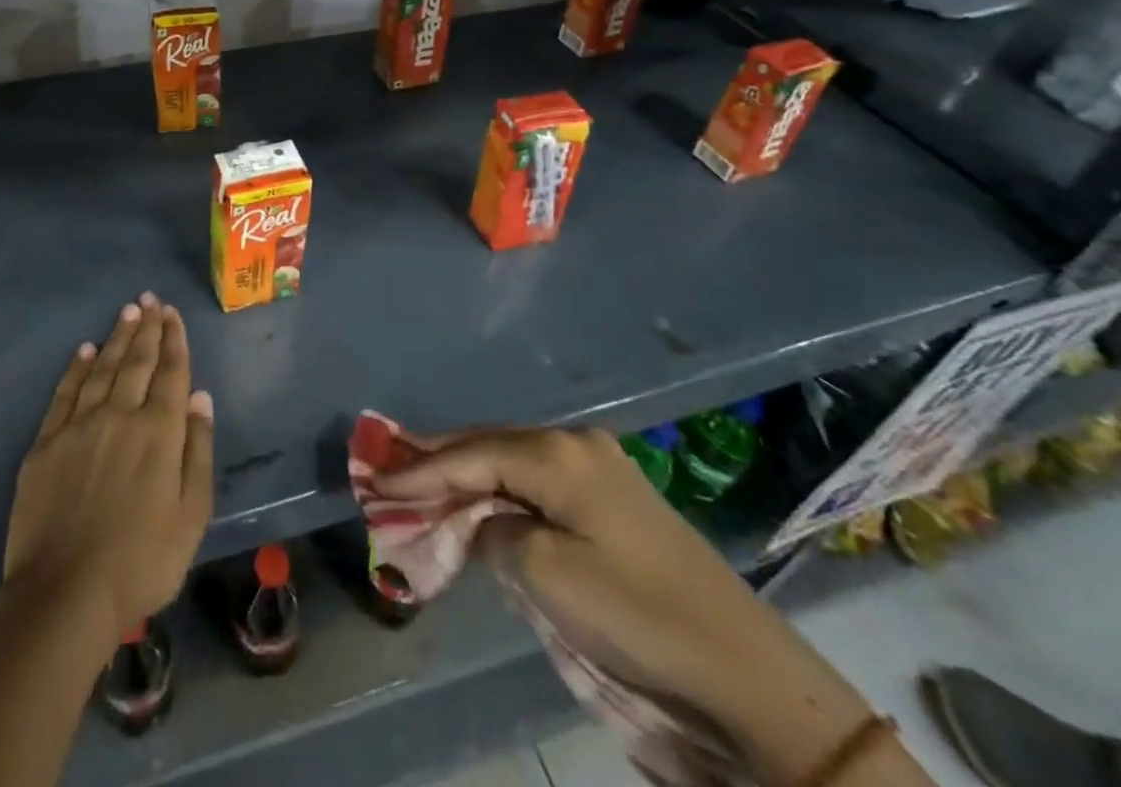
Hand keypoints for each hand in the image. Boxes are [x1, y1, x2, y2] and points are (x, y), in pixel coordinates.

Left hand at [2, 294, 214, 651]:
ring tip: (127, 312)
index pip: (170, 372)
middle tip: (150, 299)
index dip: (173, 340)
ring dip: (117, 338)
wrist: (64, 595)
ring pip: (103, 369)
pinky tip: (85, 350)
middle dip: (147, 328)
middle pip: (137, 362)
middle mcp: (120, 416)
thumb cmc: (141, 562)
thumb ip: (198, 451)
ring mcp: (79, 426)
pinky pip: (65, 393)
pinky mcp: (46, 444)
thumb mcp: (192, 515)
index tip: (172, 313)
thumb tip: (200, 398)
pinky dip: (77, 368)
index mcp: (159, 432)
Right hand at [375, 426, 880, 781]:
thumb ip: (493, 532)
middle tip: (387, 465)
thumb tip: (481, 521)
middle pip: (487, 445)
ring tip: (421, 479)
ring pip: (512, 461)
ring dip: (467, 474)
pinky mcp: (615, 500)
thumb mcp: (545, 576)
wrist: (748, 676)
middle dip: (437, 460)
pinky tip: (480, 498)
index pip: (468, 454)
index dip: (418, 469)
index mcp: (557, 453)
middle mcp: (575, 444)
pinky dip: (501, 491)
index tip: (372, 479)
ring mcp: (600, 468)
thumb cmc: (637, 618)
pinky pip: (538, 482)